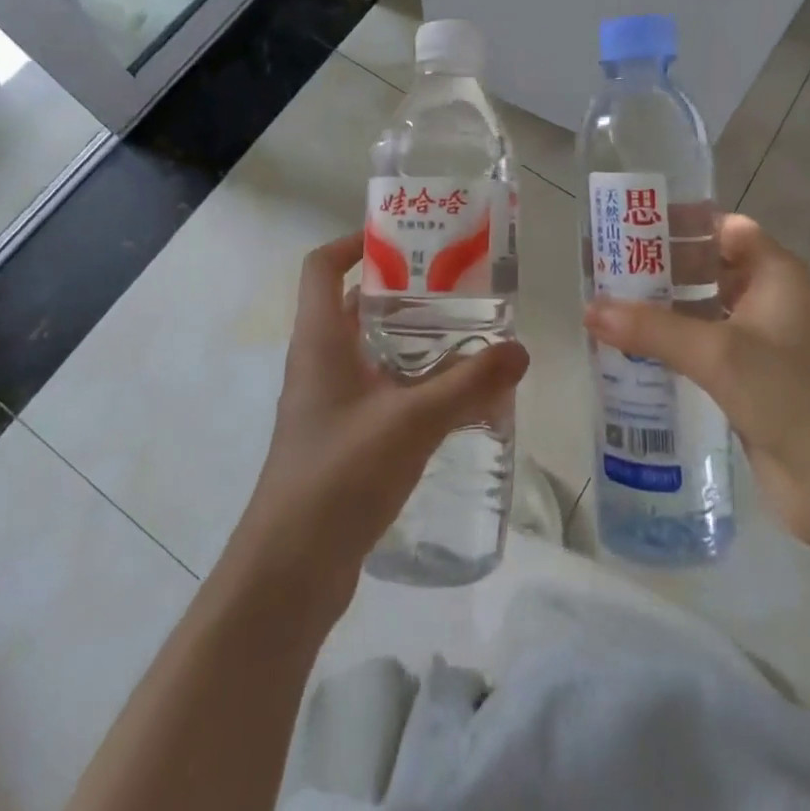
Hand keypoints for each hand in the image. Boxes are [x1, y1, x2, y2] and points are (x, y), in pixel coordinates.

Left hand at [228, 232, 529, 610]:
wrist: (289, 572)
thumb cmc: (340, 475)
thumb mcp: (412, 421)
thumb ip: (469, 383)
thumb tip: (520, 350)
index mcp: (320, 339)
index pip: (320, 266)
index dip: (353, 242)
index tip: (402, 238)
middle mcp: (318, 362)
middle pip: (356, 305)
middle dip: (403, 291)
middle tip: (457, 286)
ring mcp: (327, 403)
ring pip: (371, 350)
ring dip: (412, 339)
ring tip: (466, 335)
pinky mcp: (341, 439)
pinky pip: (379, 391)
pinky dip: (411, 382)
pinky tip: (453, 399)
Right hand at [584, 214, 809, 549]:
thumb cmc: (792, 396)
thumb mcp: (718, 352)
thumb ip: (652, 328)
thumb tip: (589, 309)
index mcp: (776, 274)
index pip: (725, 228)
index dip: (682, 223)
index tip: (630, 226)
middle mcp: (769, 299)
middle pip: (709, 267)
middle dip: (661, 267)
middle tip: (606, 267)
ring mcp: (761, 343)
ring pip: (703, 311)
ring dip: (662, 309)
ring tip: (607, 306)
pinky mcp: (749, 381)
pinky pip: (702, 350)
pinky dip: (671, 346)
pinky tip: (630, 351)